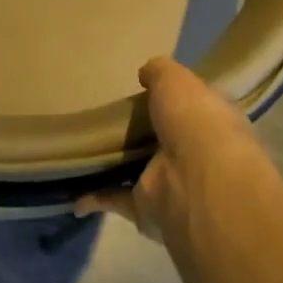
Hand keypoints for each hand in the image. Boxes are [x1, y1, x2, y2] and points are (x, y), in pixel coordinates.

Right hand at [74, 57, 270, 240]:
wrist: (196, 177)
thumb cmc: (194, 119)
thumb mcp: (175, 79)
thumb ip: (159, 72)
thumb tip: (145, 73)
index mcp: (209, 123)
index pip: (190, 110)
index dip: (170, 101)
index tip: (143, 93)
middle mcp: (195, 156)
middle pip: (161, 142)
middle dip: (140, 135)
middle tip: (106, 120)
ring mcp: (172, 185)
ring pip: (138, 172)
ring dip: (116, 167)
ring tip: (82, 152)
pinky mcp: (147, 209)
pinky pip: (116, 200)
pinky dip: (95, 198)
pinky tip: (73, 192)